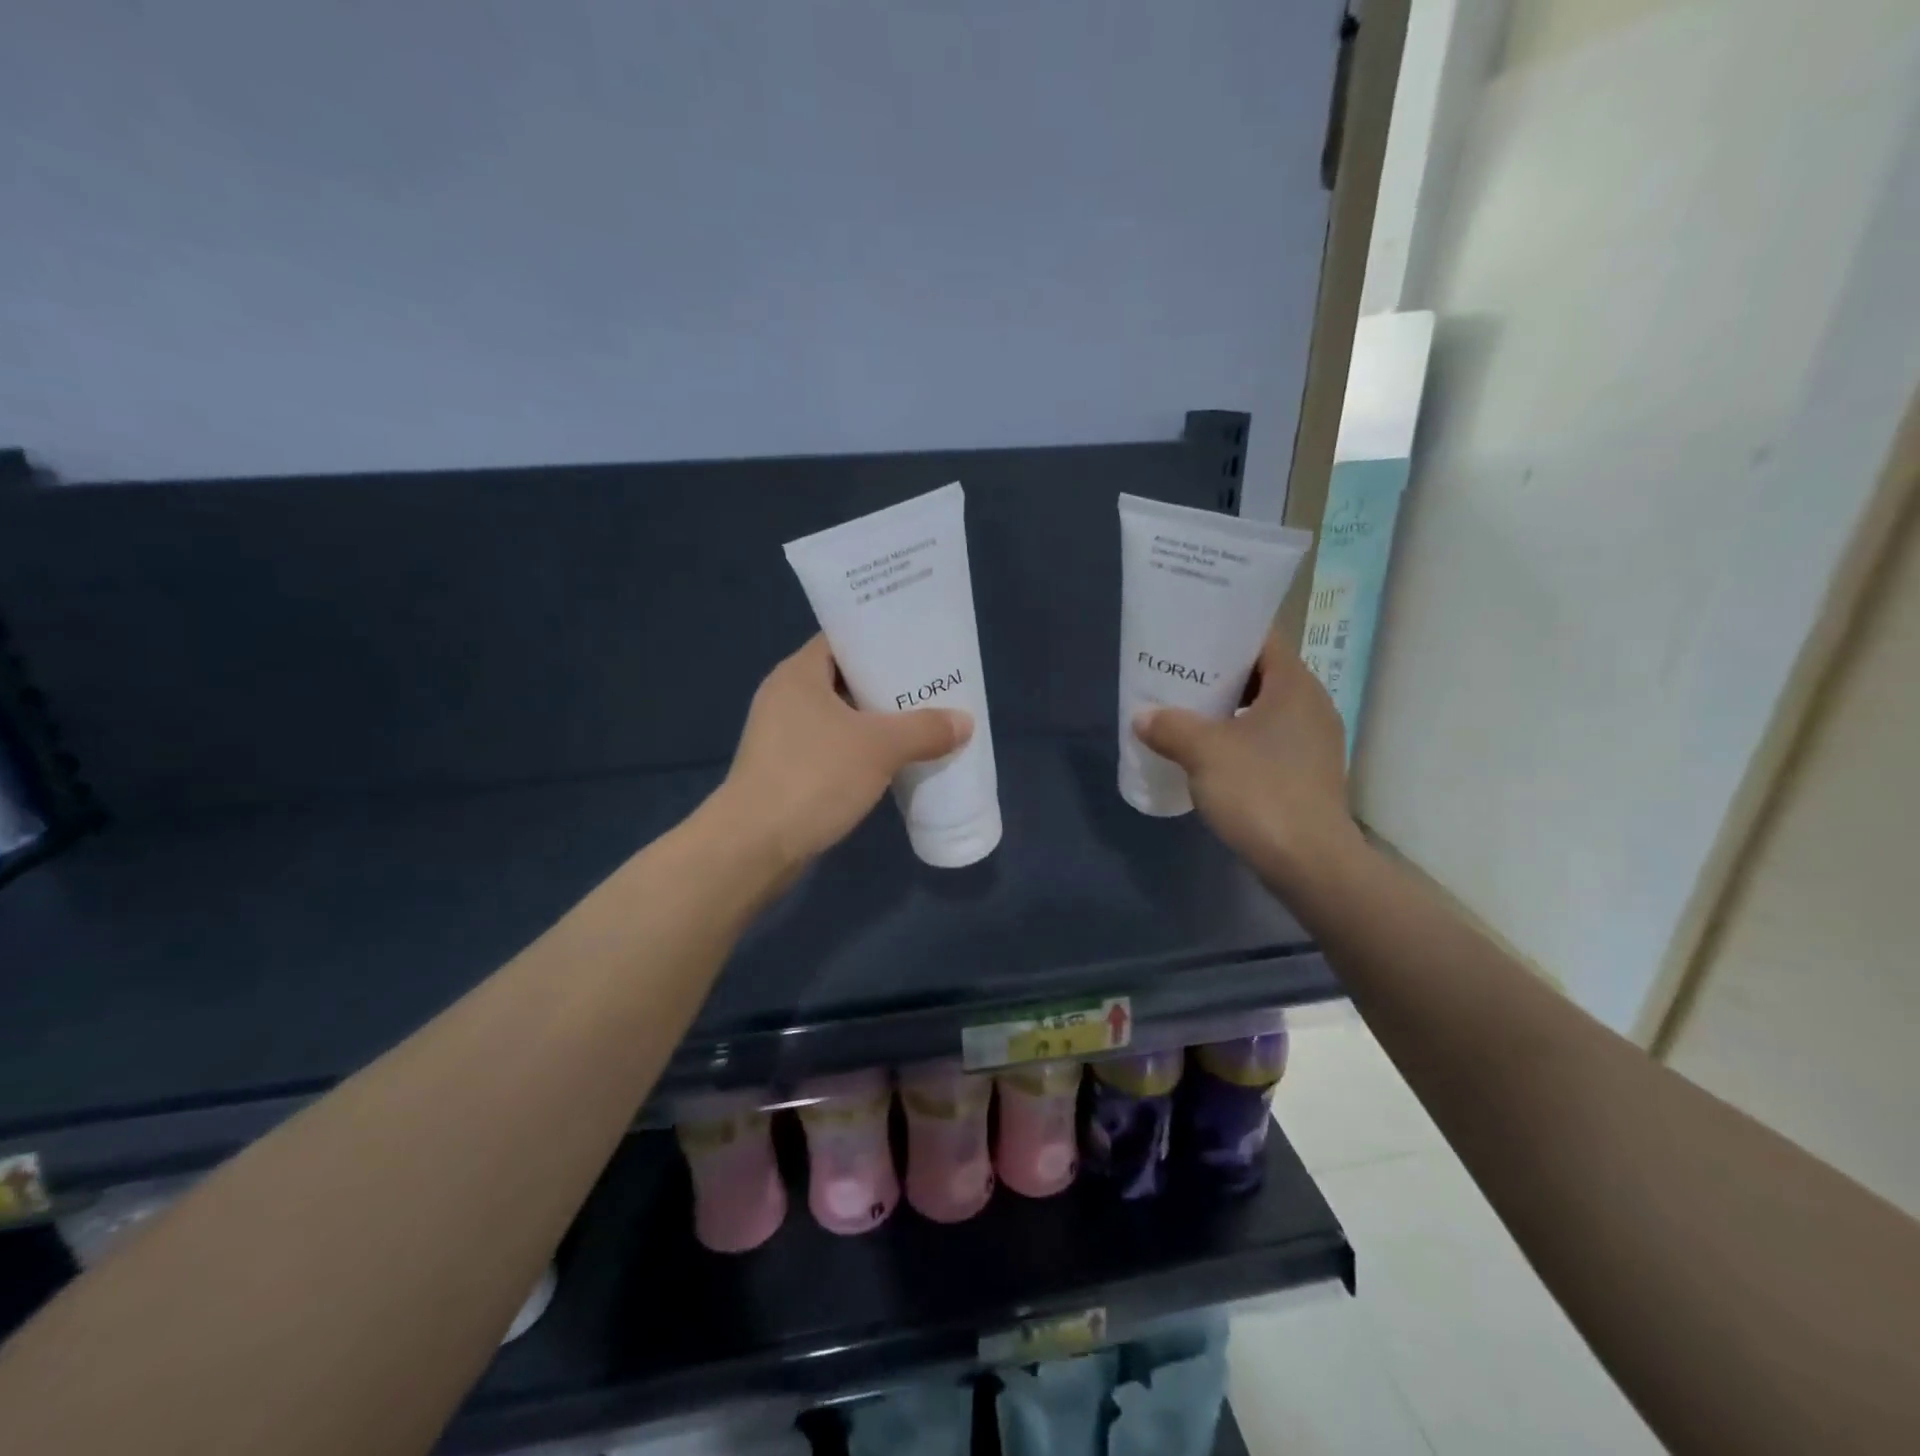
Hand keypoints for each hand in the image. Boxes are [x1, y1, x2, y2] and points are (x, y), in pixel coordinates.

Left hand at [717, 634, 972, 870]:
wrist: (755, 845)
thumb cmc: (814, 777)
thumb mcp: (880, 748)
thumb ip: (925, 730)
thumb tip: (964, 722)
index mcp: (798, 674)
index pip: (841, 639)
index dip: (879, 639)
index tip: (916, 647)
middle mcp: (785, 697)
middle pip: (844, 679)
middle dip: (885, 684)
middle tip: (928, 687)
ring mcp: (782, 736)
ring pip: (839, 717)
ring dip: (875, 721)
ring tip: (920, 722)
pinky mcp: (786, 771)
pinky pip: (832, 748)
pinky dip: (860, 750)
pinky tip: (892, 761)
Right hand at [1133, 630, 1360, 887]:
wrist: (1309, 862)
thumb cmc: (1259, 791)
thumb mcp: (1203, 752)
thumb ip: (1169, 726)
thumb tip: (1142, 716)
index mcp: (1296, 686)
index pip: (1263, 640)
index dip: (1226, 635)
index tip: (1190, 639)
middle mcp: (1312, 706)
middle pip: (1262, 675)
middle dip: (1220, 676)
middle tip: (1179, 678)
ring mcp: (1314, 743)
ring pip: (1264, 711)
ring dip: (1228, 711)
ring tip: (1187, 715)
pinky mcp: (1308, 774)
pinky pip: (1269, 741)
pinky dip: (1240, 739)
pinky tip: (1210, 756)